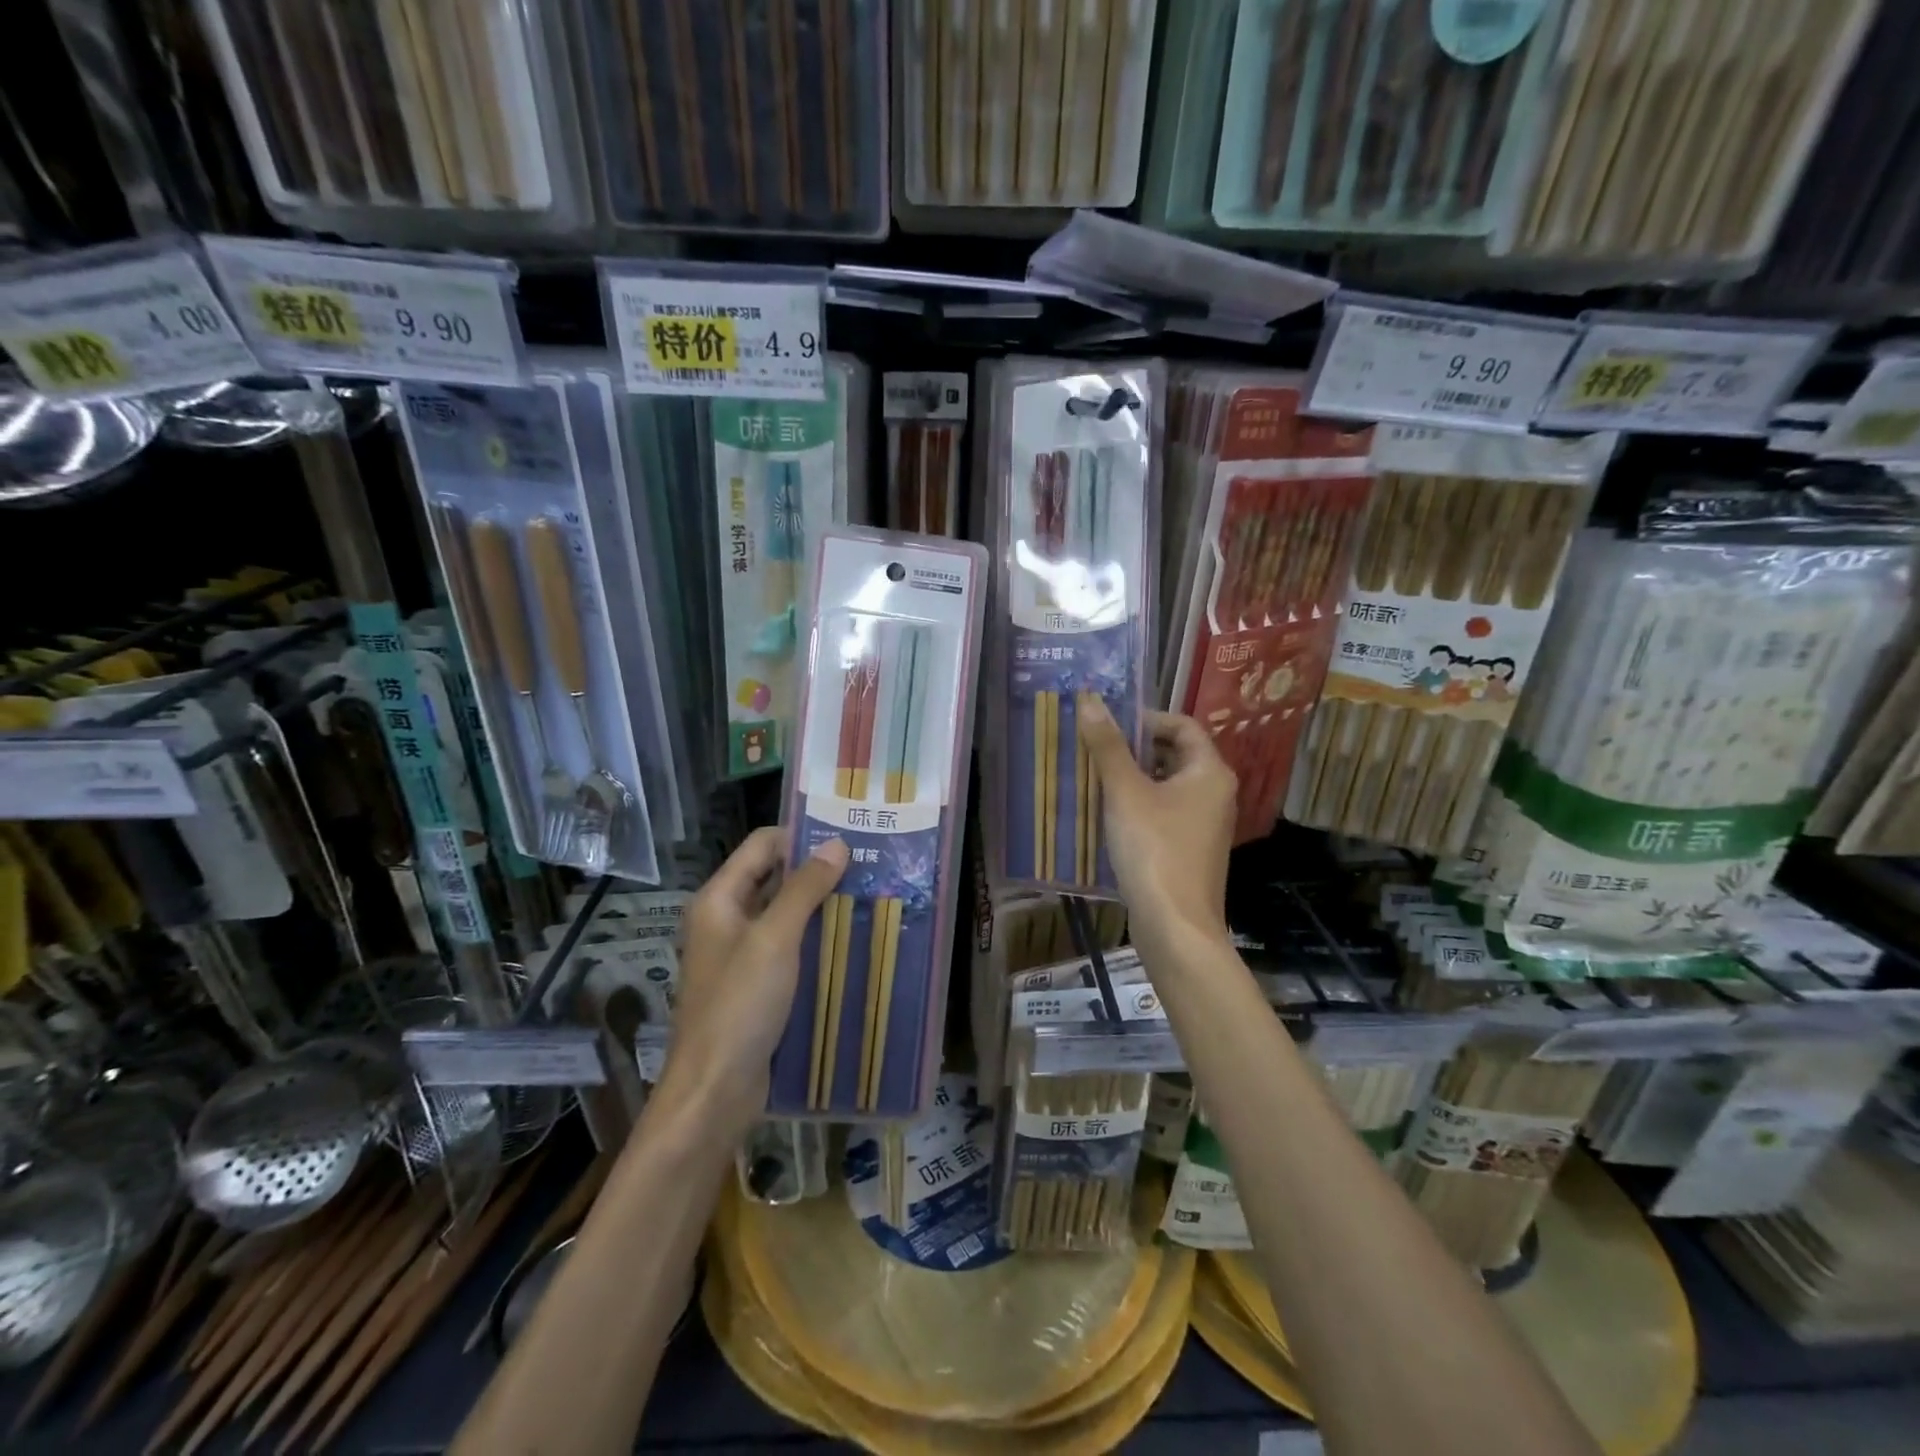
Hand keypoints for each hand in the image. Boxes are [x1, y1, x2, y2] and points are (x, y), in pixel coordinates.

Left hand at [667, 828, 848, 1119]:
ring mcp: (741, 954)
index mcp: (719, 899)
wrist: (714, 1092)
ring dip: (820, 904)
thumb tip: (837, 844)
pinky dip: (816, 937)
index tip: (848, 835)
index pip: (762, 845)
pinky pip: (790, 947)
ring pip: (785, 913)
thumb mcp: (775, 940)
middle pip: (773, 877)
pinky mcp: (757, 984)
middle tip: (868, 863)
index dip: (801, 835)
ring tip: (869, 894)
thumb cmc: (739, 1006)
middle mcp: (726, 919)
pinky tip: (851, 937)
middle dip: (817, 870)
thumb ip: (804, 889)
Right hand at [1078, 698, 1235, 953]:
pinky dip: (1139, 805)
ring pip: (1168, 785)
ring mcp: (1205, 824)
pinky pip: (1165, 812)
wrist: (1175, 926)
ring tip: (1095, 777)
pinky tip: (1108, 815)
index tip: (1108, 725)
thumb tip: (1089, 700)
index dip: (1146, 719)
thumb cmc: (1154, 850)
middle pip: (1176, 754)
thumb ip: (1108, 746)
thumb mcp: (1125, 792)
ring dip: (1134, 778)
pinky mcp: (1190, 849)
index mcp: (1210, 772)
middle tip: (1096, 748)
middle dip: (1135, 748)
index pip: (1182, 725)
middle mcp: (1215, 793)